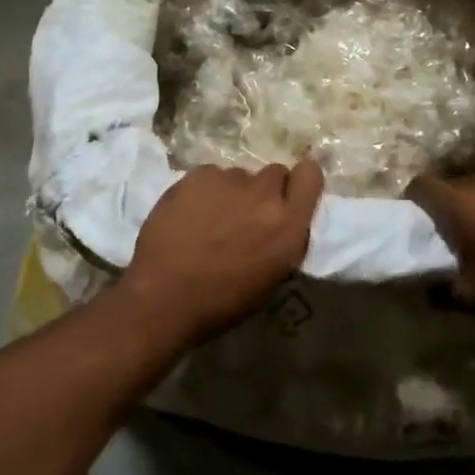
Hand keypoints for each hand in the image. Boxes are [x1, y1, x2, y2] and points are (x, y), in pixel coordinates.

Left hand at [121, 161, 323, 345]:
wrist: (164, 296)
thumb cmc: (221, 301)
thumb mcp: (271, 277)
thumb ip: (284, 239)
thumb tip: (281, 221)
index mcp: (289, 225)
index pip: (311, 175)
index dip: (300, 181)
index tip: (287, 195)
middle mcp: (265, 195)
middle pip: (275, 172)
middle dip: (264, 190)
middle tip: (244, 213)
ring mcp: (230, 180)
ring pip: (239, 176)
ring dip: (231, 192)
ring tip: (209, 219)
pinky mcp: (199, 175)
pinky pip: (210, 176)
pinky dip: (203, 191)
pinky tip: (188, 214)